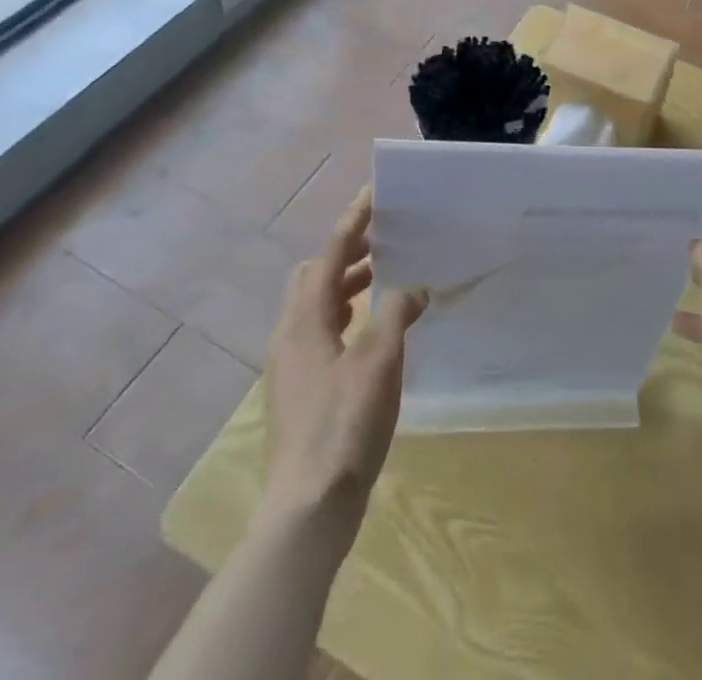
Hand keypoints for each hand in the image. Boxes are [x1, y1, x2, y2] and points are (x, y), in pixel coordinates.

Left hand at [264, 193, 427, 531]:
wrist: (307, 508)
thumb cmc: (344, 424)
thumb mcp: (380, 361)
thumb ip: (396, 313)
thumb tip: (411, 288)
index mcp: (305, 320)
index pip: (330, 254)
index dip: (352, 222)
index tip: (372, 194)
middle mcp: (290, 334)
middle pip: (314, 275)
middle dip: (347, 251)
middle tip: (383, 240)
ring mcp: (291, 365)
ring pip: (317, 305)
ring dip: (348, 284)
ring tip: (384, 278)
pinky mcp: (299, 389)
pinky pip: (321, 331)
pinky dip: (346, 315)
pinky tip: (372, 331)